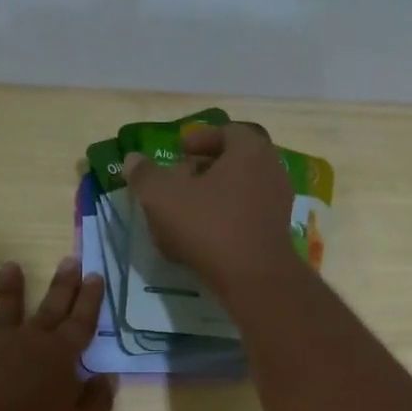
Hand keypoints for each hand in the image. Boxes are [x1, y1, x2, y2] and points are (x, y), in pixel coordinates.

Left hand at [0, 259, 114, 410]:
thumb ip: (97, 402)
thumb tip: (105, 378)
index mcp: (62, 356)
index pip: (82, 322)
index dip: (91, 300)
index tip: (96, 276)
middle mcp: (30, 343)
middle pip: (50, 309)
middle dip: (62, 285)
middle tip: (70, 260)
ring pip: (6, 313)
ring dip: (10, 290)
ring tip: (11, 266)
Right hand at [122, 123, 298, 301]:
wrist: (253, 279)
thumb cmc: (209, 226)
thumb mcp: (163, 197)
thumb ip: (145, 175)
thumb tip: (133, 160)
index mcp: (250, 150)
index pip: (226, 132)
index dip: (199, 139)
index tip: (178, 152)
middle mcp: (271, 171)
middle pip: (234, 162)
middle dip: (205, 170)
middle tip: (179, 181)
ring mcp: (278, 204)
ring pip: (239, 191)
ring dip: (213, 198)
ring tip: (186, 213)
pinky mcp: (276, 234)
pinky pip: (246, 217)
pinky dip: (225, 221)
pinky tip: (202, 239)